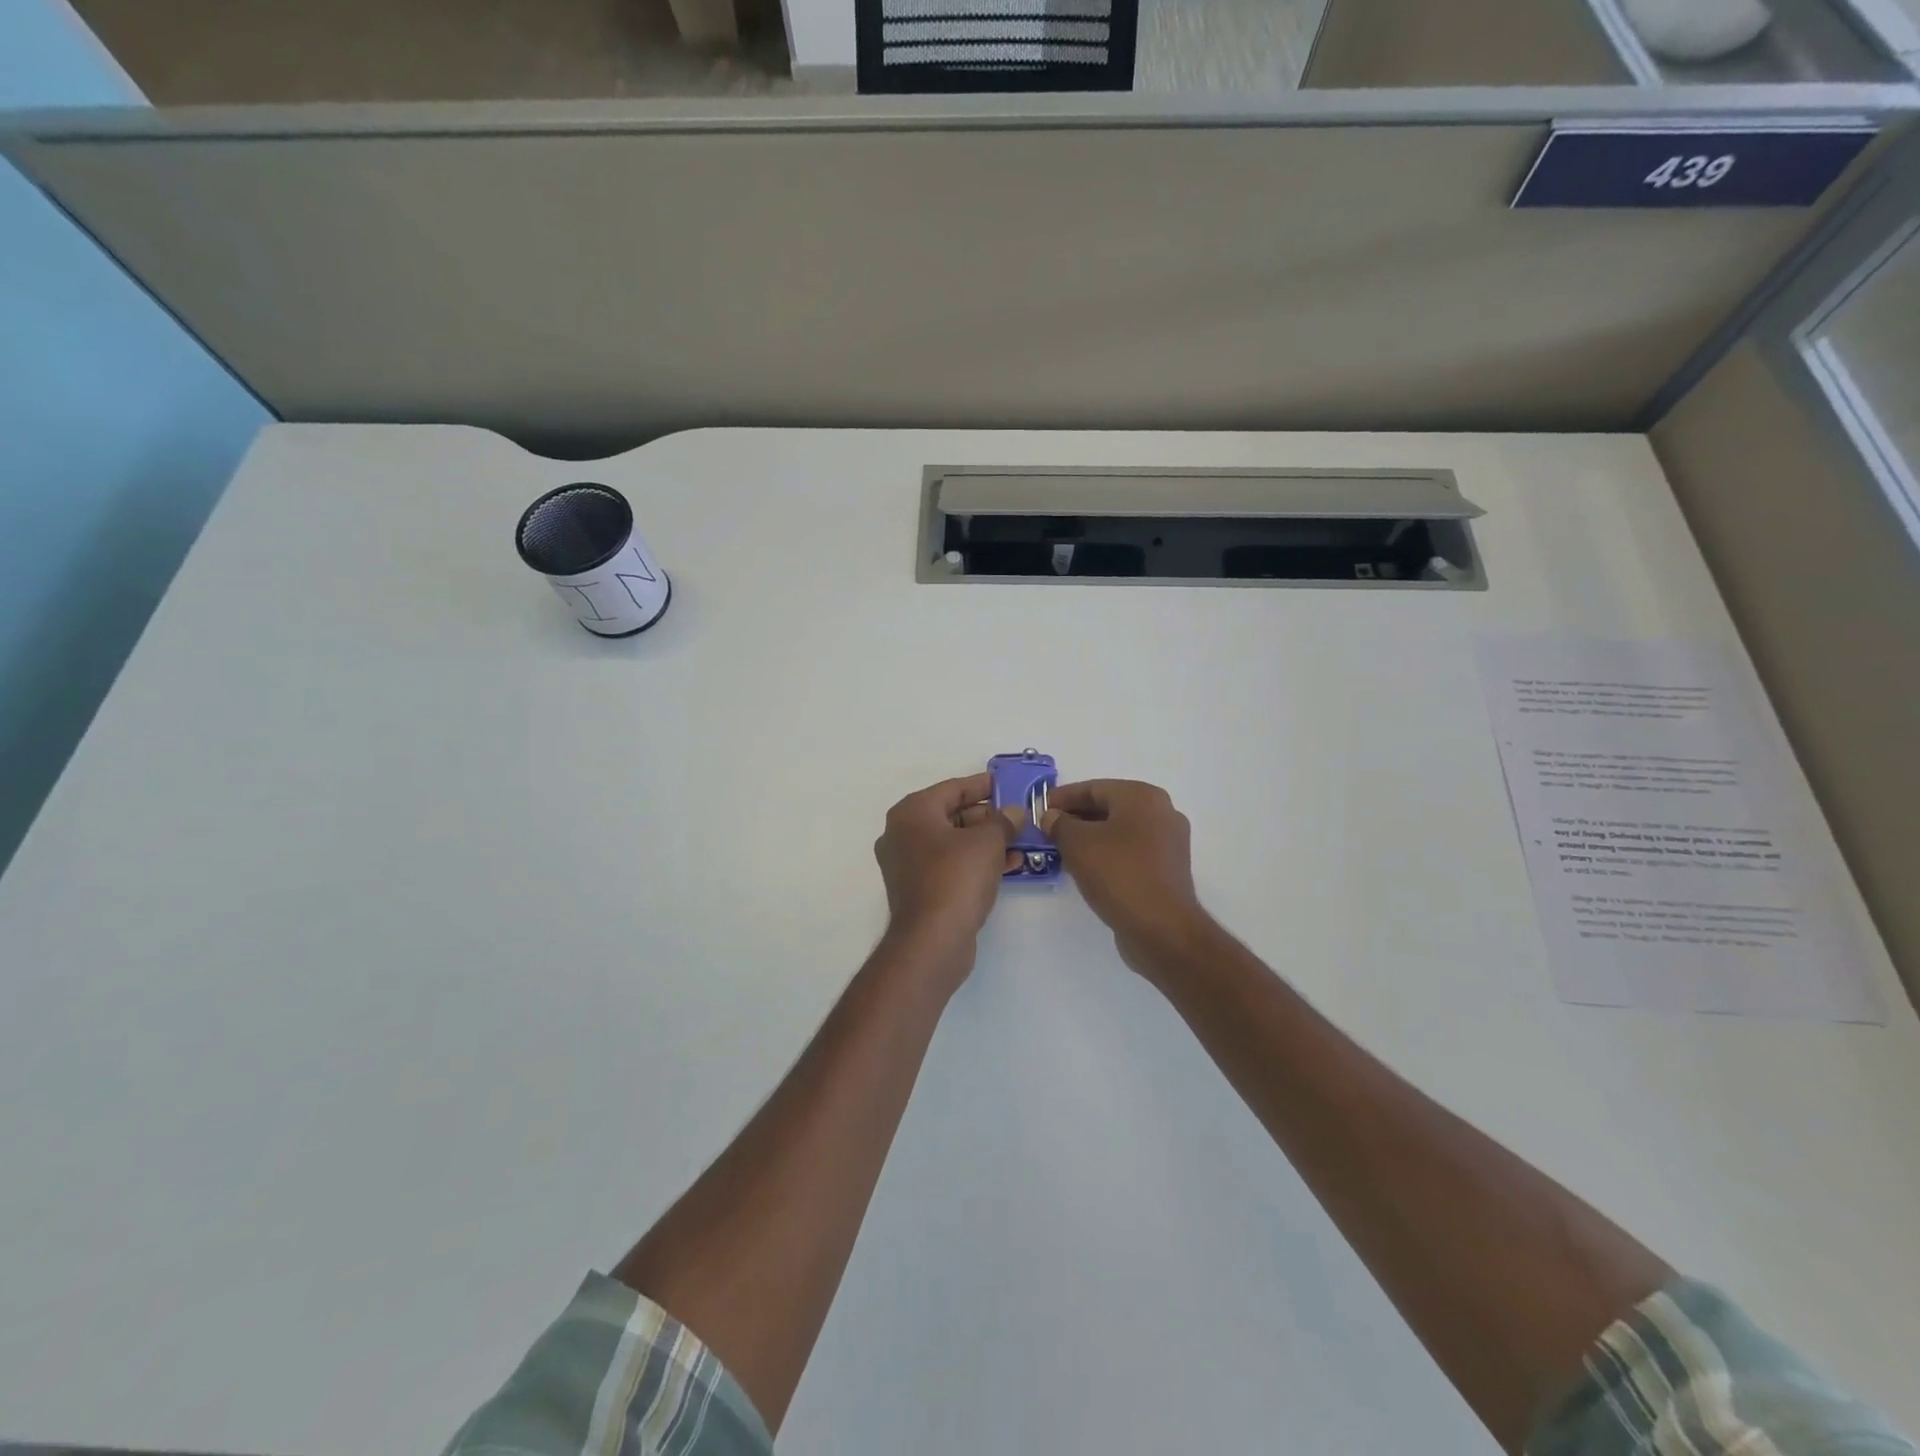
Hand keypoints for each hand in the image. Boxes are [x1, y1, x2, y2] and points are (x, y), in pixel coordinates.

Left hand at [874, 773, 1023, 967]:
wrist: (932, 940)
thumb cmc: (956, 877)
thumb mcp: (988, 841)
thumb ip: (1003, 821)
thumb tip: (1013, 812)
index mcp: (912, 813)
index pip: (953, 788)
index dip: (983, 786)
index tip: (1008, 785)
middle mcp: (903, 834)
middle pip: (951, 815)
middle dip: (988, 817)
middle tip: (1018, 817)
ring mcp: (908, 865)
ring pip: (953, 843)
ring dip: (987, 841)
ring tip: (1021, 841)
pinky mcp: (919, 890)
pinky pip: (951, 866)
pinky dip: (976, 862)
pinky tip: (1009, 865)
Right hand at [1042, 779, 1209, 977]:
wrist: (1161, 928)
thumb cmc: (1118, 874)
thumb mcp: (1077, 844)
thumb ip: (1059, 824)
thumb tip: (1052, 817)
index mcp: (1143, 797)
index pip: (1094, 788)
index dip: (1063, 797)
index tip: (1039, 808)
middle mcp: (1162, 812)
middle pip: (1109, 807)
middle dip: (1076, 817)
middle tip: (1048, 829)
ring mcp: (1168, 842)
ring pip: (1120, 831)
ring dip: (1090, 837)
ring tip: (1062, 849)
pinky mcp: (1167, 869)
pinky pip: (1130, 851)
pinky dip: (1107, 854)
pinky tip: (1086, 868)